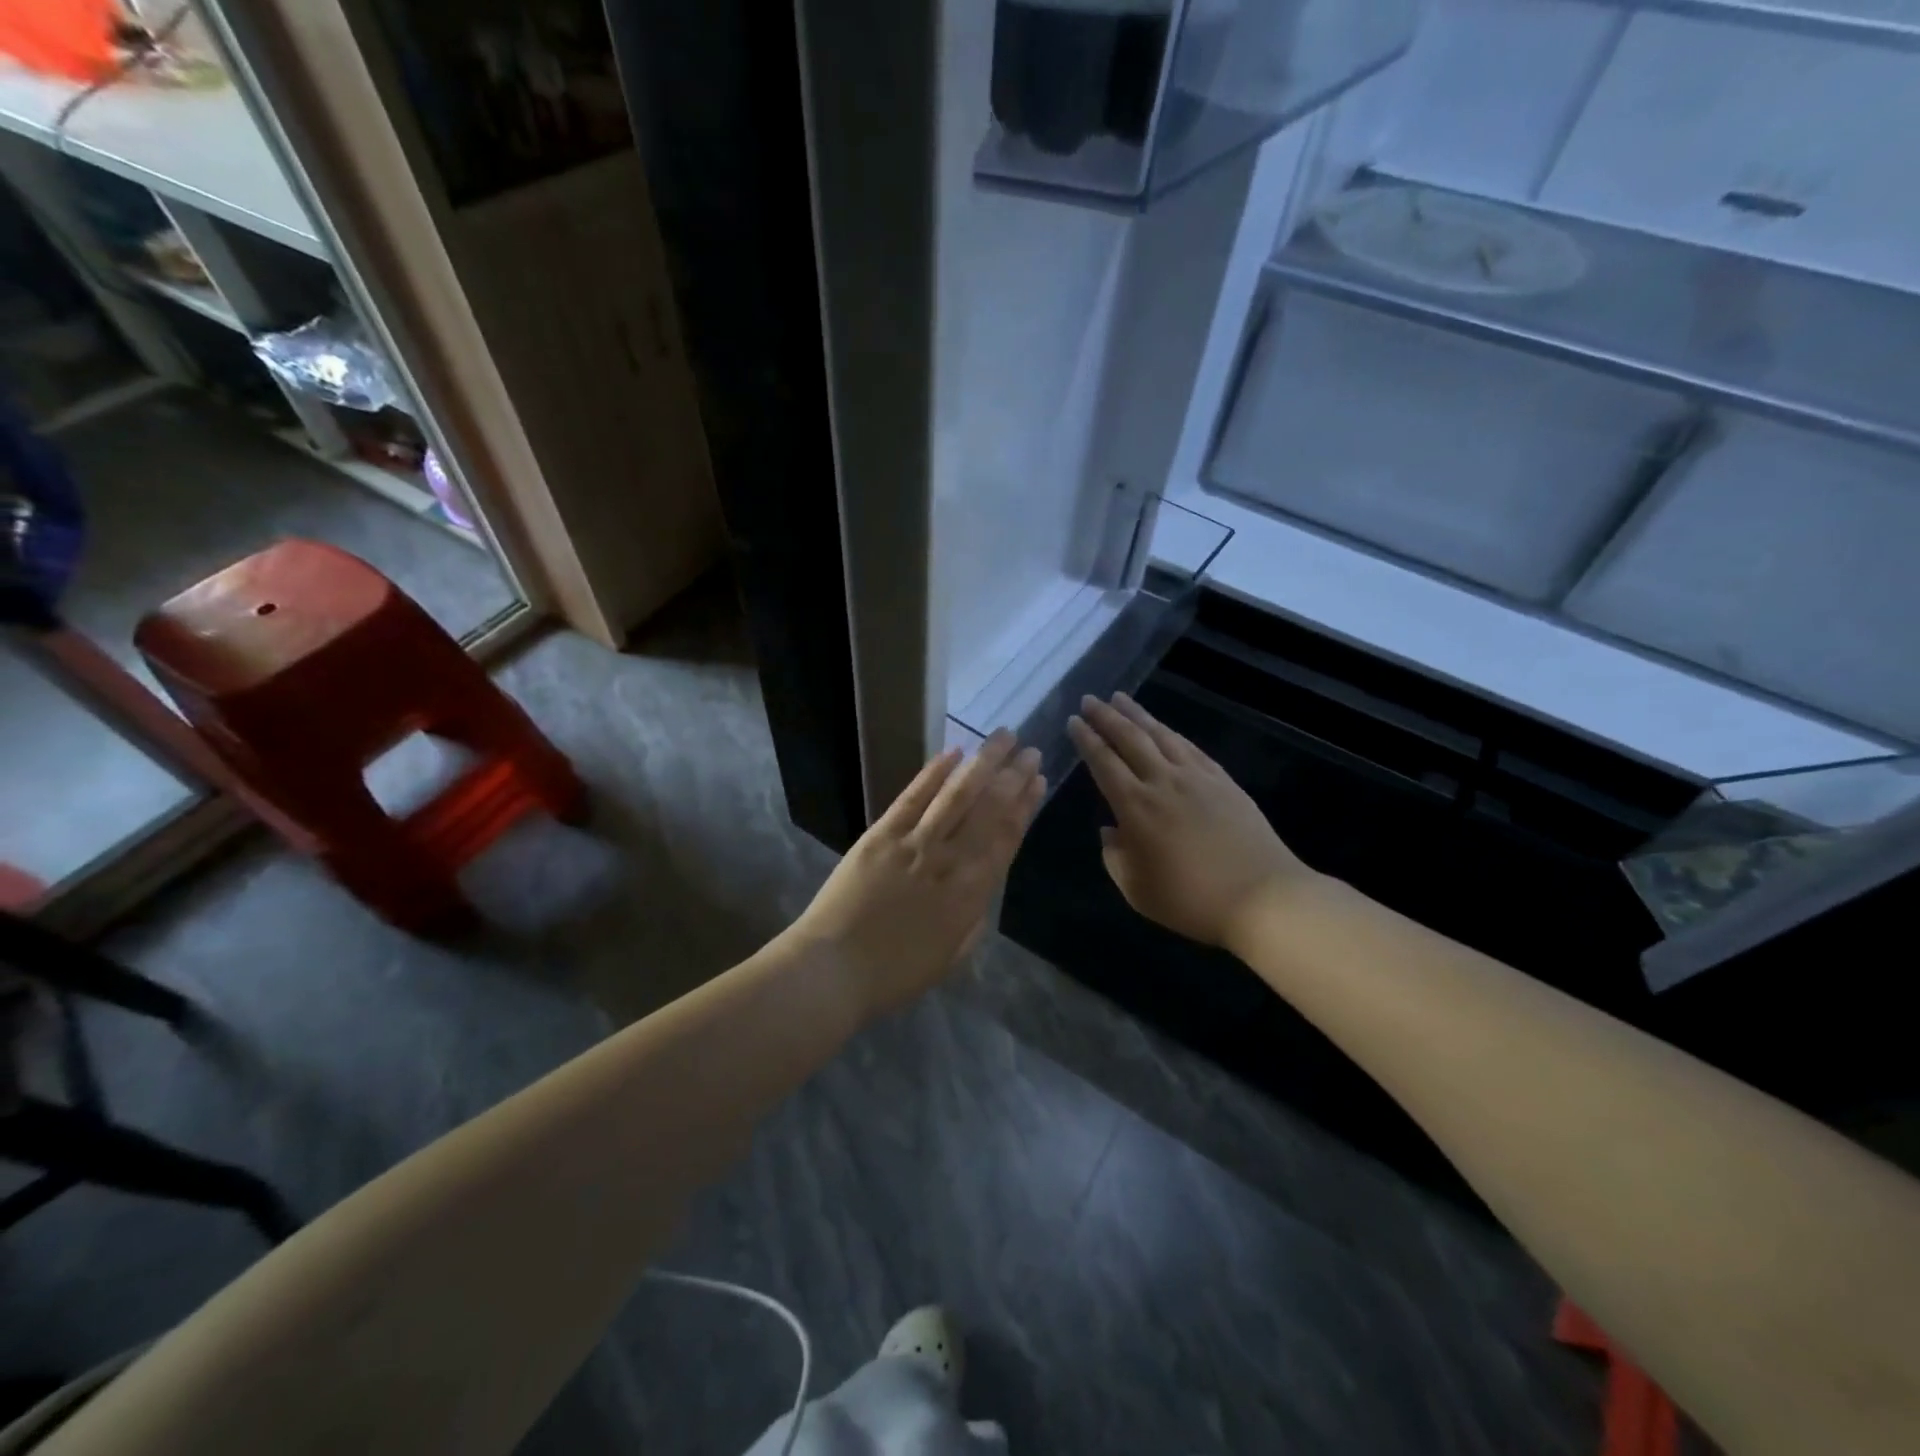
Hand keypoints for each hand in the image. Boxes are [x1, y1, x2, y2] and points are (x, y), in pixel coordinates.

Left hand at [789, 730, 1044, 1019]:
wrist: (833, 970)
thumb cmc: (895, 974)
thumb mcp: (951, 956)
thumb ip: (973, 916)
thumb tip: (984, 882)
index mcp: (971, 894)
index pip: (1006, 838)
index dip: (1025, 806)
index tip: (1039, 780)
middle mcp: (950, 861)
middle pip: (989, 810)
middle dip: (1013, 776)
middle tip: (1029, 749)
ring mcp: (914, 844)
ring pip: (958, 795)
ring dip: (983, 763)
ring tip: (1003, 737)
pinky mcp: (881, 835)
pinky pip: (913, 797)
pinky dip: (934, 773)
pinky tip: (953, 752)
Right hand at [1067, 692, 1312, 950]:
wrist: (1262, 897)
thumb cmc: (1191, 900)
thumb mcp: (1137, 889)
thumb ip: (1115, 857)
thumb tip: (1110, 830)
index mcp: (1136, 807)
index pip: (1104, 762)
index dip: (1087, 739)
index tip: (1073, 721)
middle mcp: (1163, 782)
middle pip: (1130, 739)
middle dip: (1106, 716)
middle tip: (1089, 699)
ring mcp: (1196, 778)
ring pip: (1161, 736)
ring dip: (1138, 715)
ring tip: (1120, 698)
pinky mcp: (1223, 781)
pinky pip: (1190, 747)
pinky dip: (1171, 733)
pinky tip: (1164, 729)